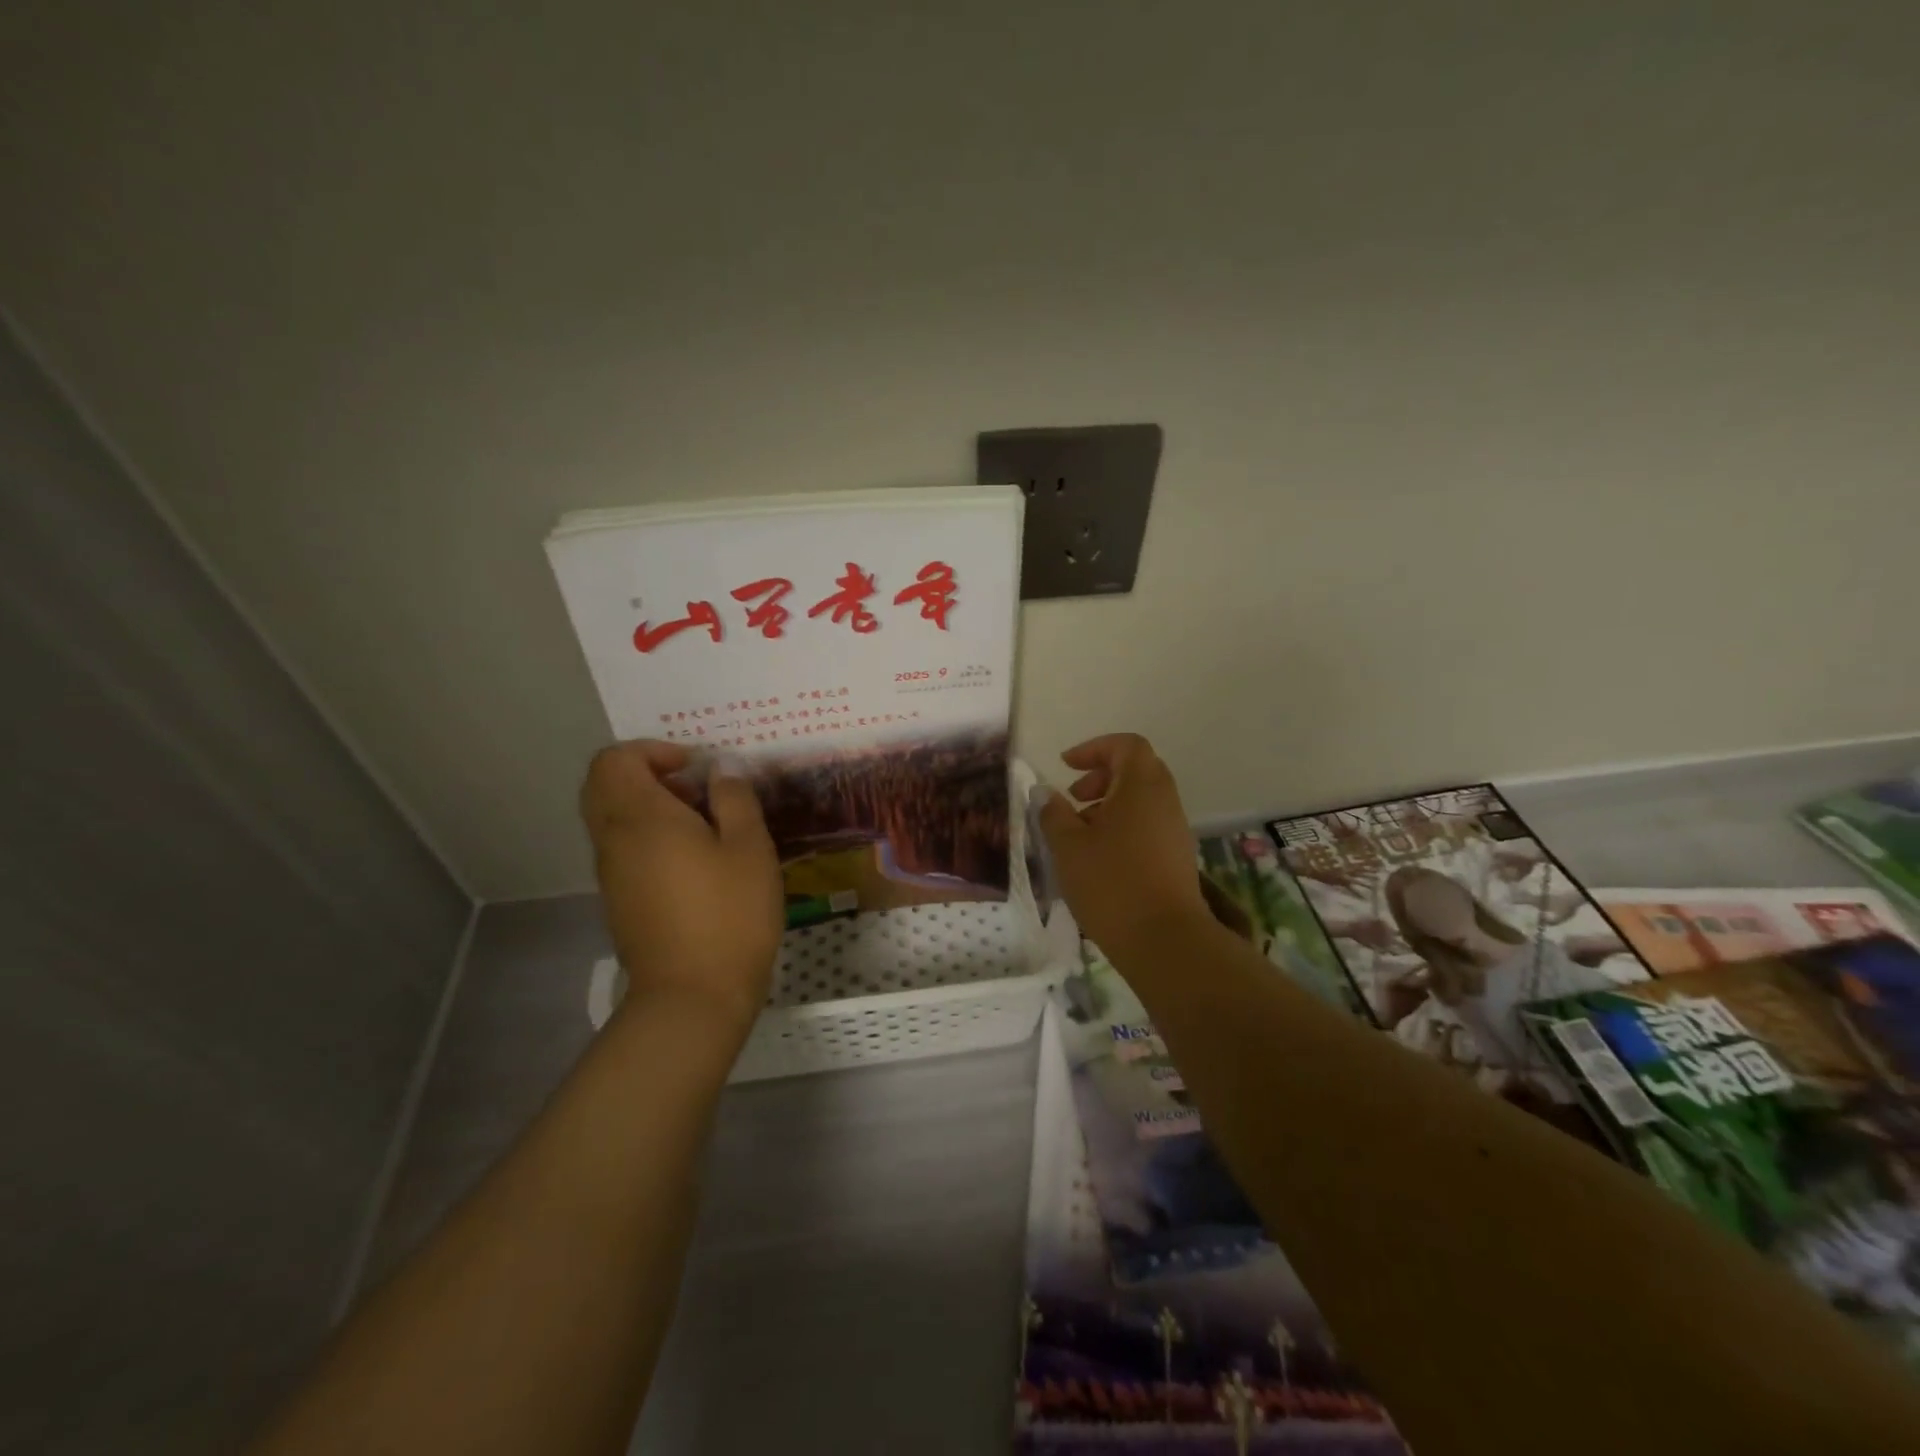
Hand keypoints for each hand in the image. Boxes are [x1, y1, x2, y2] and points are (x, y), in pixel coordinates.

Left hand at [580, 741, 782, 1035]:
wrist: (692, 997)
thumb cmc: (729, 914)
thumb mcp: (749, 848)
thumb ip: (735, 799)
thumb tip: (721, 769)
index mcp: (642, 817)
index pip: (615, 760)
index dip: (652, 750)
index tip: (695, 768)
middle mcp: (614, 839)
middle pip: (604, 785)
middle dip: (647, 774)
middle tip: (694, 789)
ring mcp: (612, 873)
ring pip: (612, 818)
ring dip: (650, 807)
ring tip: (704, 826)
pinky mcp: (619, 900)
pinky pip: (623, 848)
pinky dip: (649, 837)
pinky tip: (696, 861)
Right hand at [1034, 733, 1209, 950]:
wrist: (1164, 940)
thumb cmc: (1111, 883)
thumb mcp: (1068, 846)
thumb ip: (1053, 814)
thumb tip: (1045, 793)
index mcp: (1141, 786)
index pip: (1126, 745)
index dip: (1095, 748)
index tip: (1066, 766)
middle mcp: (1165, 800)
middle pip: (1137, 770)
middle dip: (1101, 776)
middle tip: (1073, 797)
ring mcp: (1176, 829)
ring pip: (1142, 800)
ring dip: (1110, 805)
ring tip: (1080, 833)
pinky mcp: (1178, 857)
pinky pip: (1148, 825)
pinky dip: (1123, 827)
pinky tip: (1099, 858)